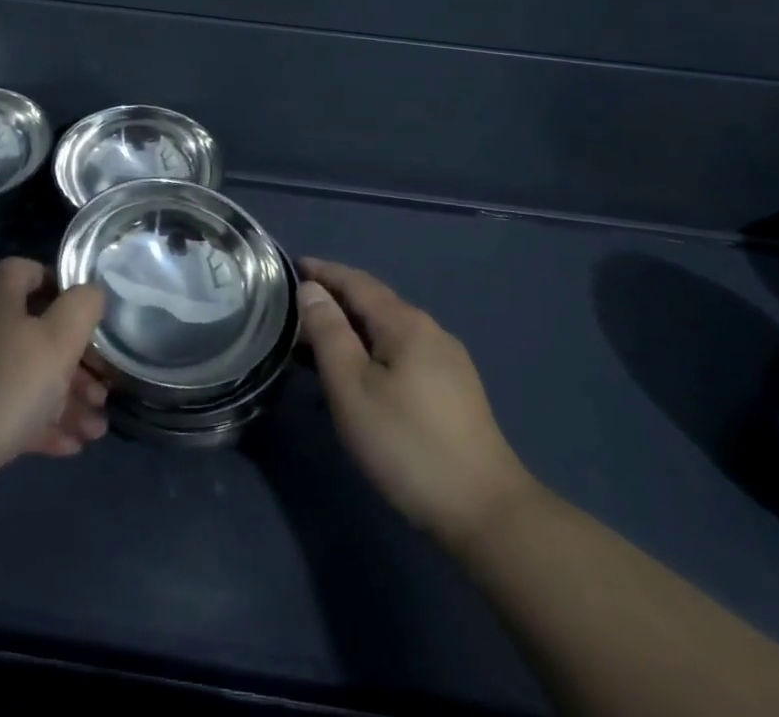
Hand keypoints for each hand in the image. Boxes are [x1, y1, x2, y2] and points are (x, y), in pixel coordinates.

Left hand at [0, 258, 108, 505]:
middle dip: (75, 361)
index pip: (34, 270)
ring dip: (62, 397)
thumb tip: (91, 292)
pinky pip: (3, 403)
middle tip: (103, 391)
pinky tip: (67, 447)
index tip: (94, 322)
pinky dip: (35, 419)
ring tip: (95, 430)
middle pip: (34, 328)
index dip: (67, 290)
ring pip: (22, 371)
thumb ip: (82, 309)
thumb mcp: (56, 344)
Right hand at [297, 258, 536, 553]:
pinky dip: (373, 349)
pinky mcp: (455, 390)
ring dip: (353, 328)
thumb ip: (328, 333)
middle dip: (336, 300)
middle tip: (295, 308)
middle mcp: (430, 330)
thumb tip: (310, 289)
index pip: (355, 281)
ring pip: (389, 330)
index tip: (291, 266)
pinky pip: (403, 352)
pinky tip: (361, 374)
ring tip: (319, 342)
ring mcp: (448, 360)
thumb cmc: (408, 445)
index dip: (322, 272)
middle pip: (374, 302)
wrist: (487, 513)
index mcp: (405, 322)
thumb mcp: (352, 389)